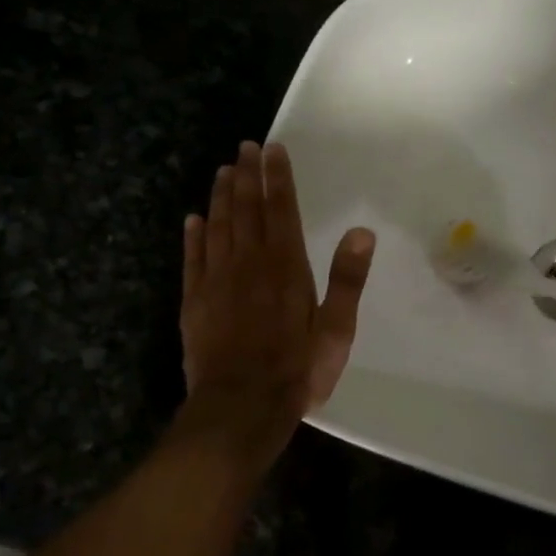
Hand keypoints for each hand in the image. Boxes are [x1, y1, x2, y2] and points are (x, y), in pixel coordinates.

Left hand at [178, 141, 374, 455]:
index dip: (277, 178)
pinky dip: (193, 235)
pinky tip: (193, 219)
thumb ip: (348, 279)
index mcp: (286, 266)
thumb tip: (362, 231)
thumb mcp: (337, 329)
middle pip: (246, 210)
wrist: (241, 407)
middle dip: (246, 176)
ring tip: (222, 171)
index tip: (272, 149)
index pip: (282, 209)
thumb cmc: (297, 370)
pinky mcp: (194, 301)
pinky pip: (192, 258)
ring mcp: (216, 281)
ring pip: (217, 227)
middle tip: (244, 148)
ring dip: (220, 197)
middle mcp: (249, 263)